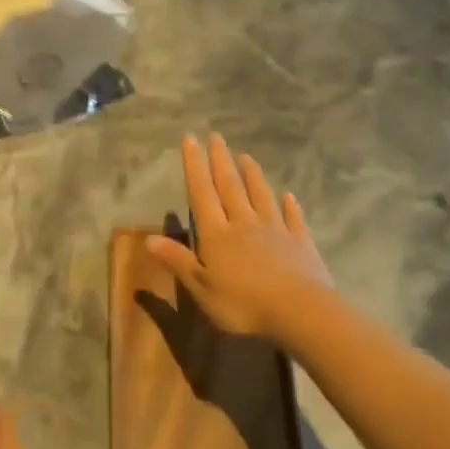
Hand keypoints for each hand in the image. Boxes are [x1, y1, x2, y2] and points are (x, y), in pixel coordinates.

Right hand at [145, 133, 333, 342]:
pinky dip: (290, 206)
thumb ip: (177, 261)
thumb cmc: (243, 304)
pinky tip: (289, 196)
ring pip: (261, 196)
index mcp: (217, 234)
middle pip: (230, 187)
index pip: (201, 193)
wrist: (300, 312)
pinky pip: (293, 219)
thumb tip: (149, 238)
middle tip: (216, 136)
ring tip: (246, 157)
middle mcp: (244, 224)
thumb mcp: (201, 288)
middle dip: (220, 161)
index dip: (194, 166)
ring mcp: (275, 231)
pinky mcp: (300, 244)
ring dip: (253, 176)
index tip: (191, 139)